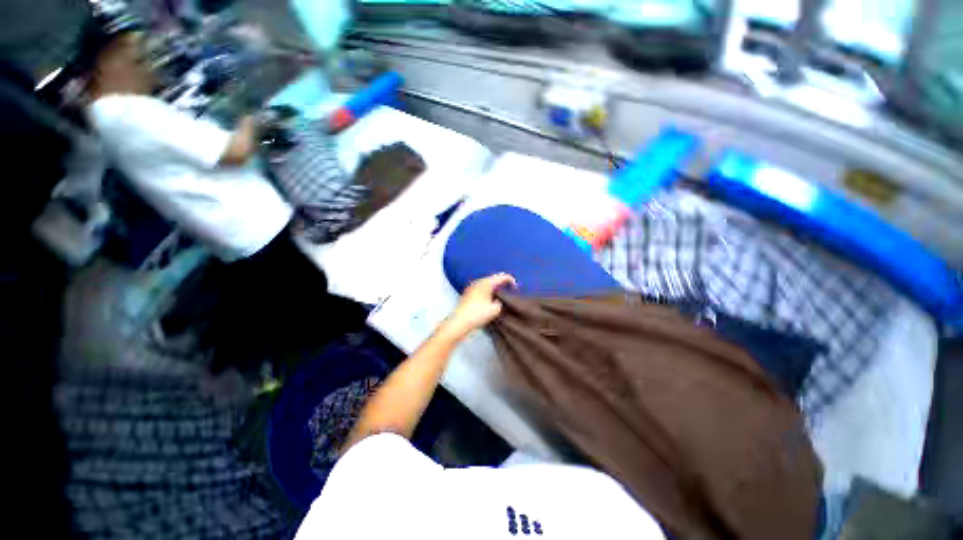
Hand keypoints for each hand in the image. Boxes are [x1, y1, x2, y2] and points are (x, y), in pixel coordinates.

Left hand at [447, 273, 516, 335]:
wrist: (459, 322)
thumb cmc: (478, 314)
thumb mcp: (495, 309)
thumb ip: (502, 302)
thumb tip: (501, 300)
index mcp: (486, 282)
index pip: (502, 276)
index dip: (511, 280)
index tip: (516, 288)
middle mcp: (479, 282)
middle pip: (494, 278)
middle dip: (503, 283)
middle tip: (510, 291)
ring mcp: (472, 287)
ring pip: (487, 284)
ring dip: (495, 288)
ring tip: (501, 296)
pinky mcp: (468, 294)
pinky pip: (482, 289)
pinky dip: (488, 292)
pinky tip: (490, 300)